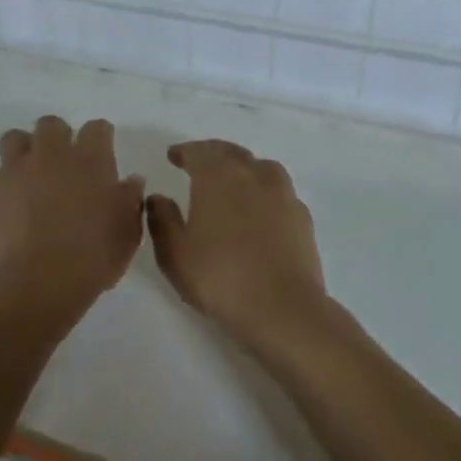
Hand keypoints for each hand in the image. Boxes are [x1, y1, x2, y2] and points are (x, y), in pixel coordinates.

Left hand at [0, 116, 145, 316]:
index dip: (100, 137)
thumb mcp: (127, 233)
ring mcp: (16, 169)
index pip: (97, 128)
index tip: (102, 150)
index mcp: (90, 159)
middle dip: (57, 137)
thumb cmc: (94, 257)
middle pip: (51, 125)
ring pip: (13, 138)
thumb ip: (129, 201)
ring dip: (22, 151)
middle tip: (62, 163)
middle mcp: (51, 154)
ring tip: (29, 175)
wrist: (41, 280)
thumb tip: (131, 181)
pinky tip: (4, 200)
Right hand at [146, 140, 338, 351]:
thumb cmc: (219, 277)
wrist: (282, 309)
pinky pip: (279, 192)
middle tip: (199, 162)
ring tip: (233, 181)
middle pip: (231, 153)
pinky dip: (265, 192)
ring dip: (243, 168)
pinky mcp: (302, 217)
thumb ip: (162, 219)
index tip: (173, 156)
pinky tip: (259, 209)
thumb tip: (157, 197)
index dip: (184, 152)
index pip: (199, 152)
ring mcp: (283, 194)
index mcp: (218, 176)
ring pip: (261, 168)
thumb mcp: (174, 253)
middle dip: (213, 154)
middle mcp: (253, 175)